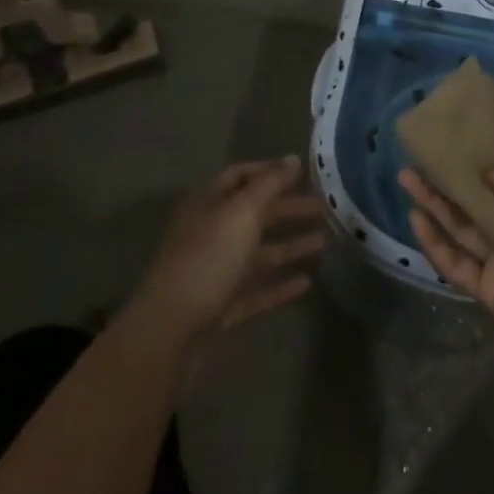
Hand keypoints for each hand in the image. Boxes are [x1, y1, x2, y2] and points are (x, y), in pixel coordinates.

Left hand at [130, 157, 324, 350]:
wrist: (169, 335)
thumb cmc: (207, 260)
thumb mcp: (241, 212)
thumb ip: (269, 184)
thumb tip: (292, 158)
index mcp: (207, 205)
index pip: (239, 176)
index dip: (269, 171)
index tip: (302, 172)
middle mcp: (210, 234)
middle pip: (253, 214)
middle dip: (287, 208)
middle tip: (323, 206)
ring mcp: (214, 274)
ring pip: (257, 254)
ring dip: (289, 246)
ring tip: (324, 240)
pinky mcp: (221, 310)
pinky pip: (256, 291)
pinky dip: (280, 285)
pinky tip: (307, 282)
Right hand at [401, 166, 493, 375]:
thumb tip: (489, 176)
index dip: (481, 162)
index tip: (455, 141)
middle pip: (475, 202)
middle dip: (447, 181)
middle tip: (417, 160)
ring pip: (461, 228)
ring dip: (434, 205)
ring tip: (407, 180)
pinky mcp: (490, 289)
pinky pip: (457, 264)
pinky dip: (435, 244)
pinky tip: (415, 220)